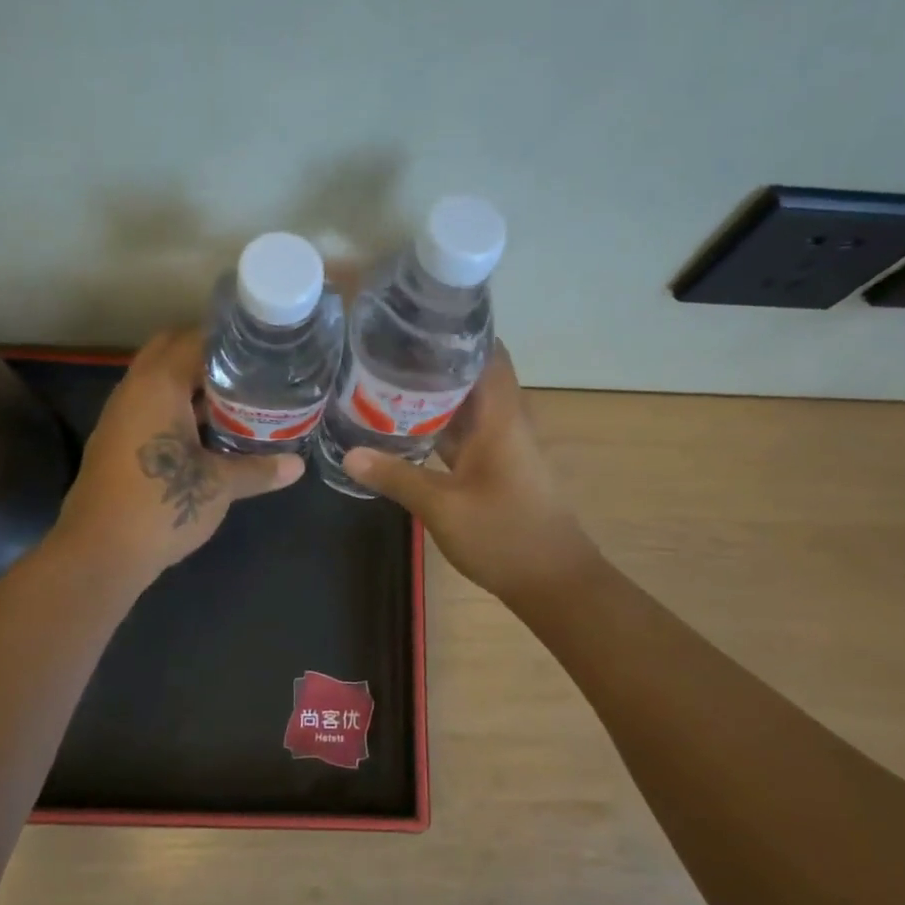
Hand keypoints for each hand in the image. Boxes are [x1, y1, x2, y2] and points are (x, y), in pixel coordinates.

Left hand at [54, 329, 303, 585]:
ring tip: (237, 397)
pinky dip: (177, 407)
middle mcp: (134, 390)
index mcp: (158, 385)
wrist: (99, 553)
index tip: (262, 348)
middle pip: (171, 351)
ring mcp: (120, 415)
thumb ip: (259, 469)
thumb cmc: (161, 505)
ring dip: (192, 384)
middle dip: (208, 356)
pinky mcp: (116, 441)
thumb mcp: (219, 486)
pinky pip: (150, 407)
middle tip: (249, 371)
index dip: (230, 340)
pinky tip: (207, 431)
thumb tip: (297, 466)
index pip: (195, 339)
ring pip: (158, 381)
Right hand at [340, 344, 597, 601]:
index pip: (489, 354)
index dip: (458, 333)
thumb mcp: (442, 507)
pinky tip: (405, 430)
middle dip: (433, 363)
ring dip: (434, 397)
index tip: (417, 321)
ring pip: (467, 408)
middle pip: (473, 377)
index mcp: (502, 418)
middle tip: (385, 352)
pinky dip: (440, 428)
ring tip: (386, 382)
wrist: (554, 583)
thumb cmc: (504, 536)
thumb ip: (397, 477)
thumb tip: (350, 454)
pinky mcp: (498, 470)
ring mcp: (503, 448)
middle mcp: (506, 423)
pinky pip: (466, 436)